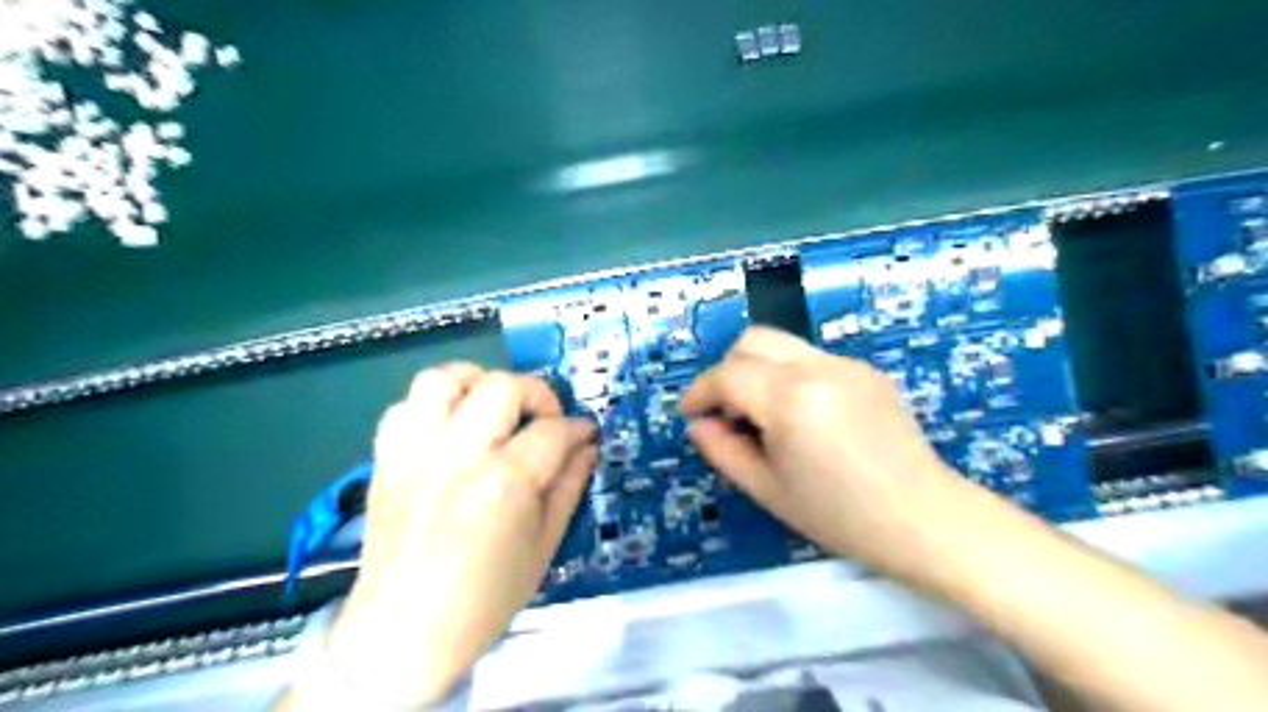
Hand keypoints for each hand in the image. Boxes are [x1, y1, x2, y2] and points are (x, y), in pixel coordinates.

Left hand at [319, 364, 592, 708]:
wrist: (404, 633)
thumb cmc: (486, 597)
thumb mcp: (544, 546)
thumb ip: (569, 486)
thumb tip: (587, 446)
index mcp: (504, 484)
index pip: (553, 431)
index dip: (578, 428)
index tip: (585, 433)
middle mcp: (458, 456)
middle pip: (502, 386)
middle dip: (537, 394)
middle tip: (544, 420)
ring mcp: (415, 453)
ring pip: (444, 379)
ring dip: (478, 384)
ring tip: (492, 409)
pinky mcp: (386, 460)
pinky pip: (404, 405)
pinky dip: (432, 406)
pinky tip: (450, 428)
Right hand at [683, 324, 962, 569]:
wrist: (924, 519)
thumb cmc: (839, 515)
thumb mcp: (767, 489)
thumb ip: (721, 449)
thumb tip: (699, 423)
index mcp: (790, 399)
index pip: (727, 375)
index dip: (699, 392)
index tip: (690, 414)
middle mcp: (817, 367)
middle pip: (753, 340)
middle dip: (727, 369)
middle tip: (726, 410)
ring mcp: (847, 364)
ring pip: (783, 346)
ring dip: (759, 370)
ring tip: (764, 416)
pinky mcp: (867, 371)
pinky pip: (813, 360)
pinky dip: (791, 377)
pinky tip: (805, 418)